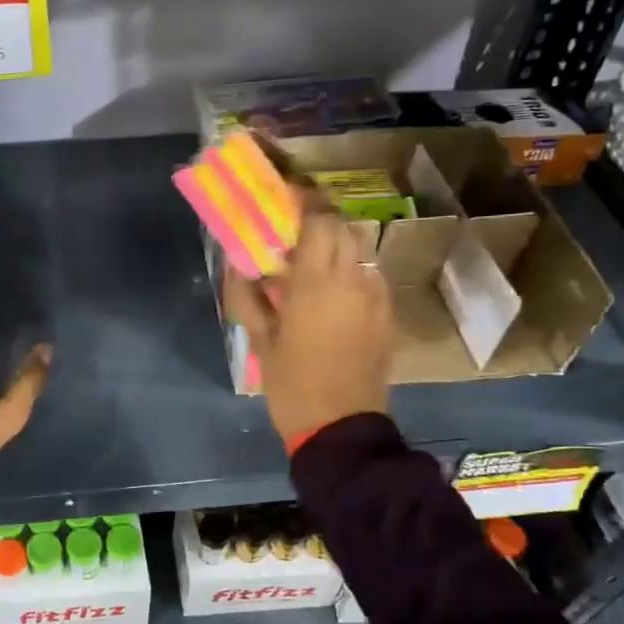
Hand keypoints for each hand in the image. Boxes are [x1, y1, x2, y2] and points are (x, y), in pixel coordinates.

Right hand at [225, 208, 392, 447]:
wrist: (341, 429)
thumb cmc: (292, 385)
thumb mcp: (260, 341)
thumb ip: (248, 296)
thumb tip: (238, 264)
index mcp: (317, 282)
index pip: (319, 220)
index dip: (304, 201)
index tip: (284, 194)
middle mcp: (353, 279)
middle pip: (342, 228)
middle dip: (318, 222)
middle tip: (291, 232)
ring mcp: (375, 297)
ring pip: (357, 252)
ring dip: (334, 247)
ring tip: (308, 263)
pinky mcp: (385, 315)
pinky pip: (367, 277)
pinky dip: (348, 272)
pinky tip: (329, 294)